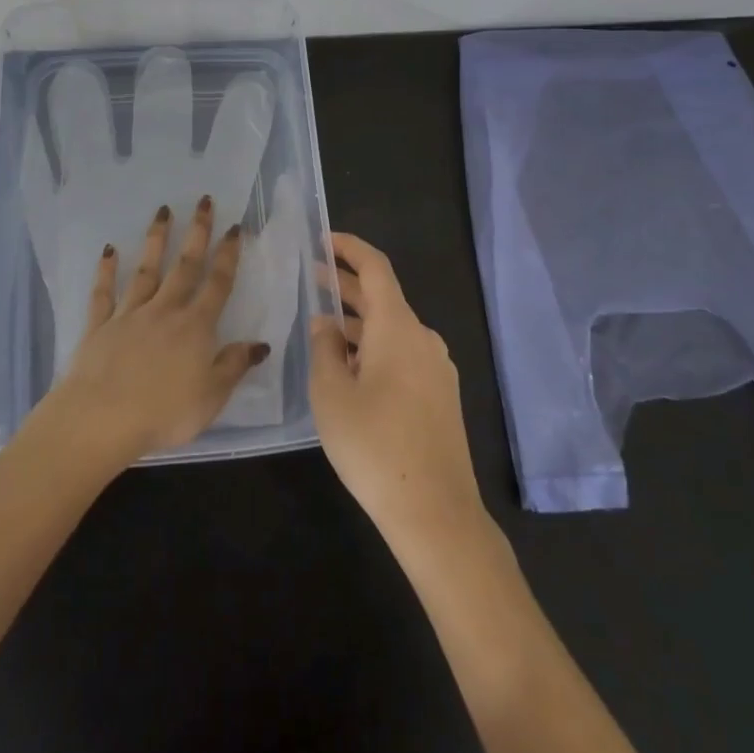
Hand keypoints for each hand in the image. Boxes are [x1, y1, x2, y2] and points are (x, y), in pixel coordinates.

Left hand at [37, 195, 270, 470]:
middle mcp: (164, 311)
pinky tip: (108, 250)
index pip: (217, 284)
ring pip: (146, 271)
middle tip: (203, 201)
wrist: (101, 418)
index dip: (228, 255)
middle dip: (197, 232)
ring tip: (162, 211)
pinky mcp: (100, 325)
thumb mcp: (211, 397)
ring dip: (155, 240)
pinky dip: (106, 271)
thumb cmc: (163, 413)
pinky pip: (104, 293)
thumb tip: (260, 343)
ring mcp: (130, 314)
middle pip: (184, 266)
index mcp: (195, 327)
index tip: (234, 227)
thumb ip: (234, 366)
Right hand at [310, 233, 486, 553]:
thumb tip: (325, 323)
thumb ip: (324, 348)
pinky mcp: (441, 396)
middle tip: (312, 278)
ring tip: (324, 328)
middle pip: (383, 298)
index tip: (323, 239)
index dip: (349, 247)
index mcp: (398, 327)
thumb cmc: (374, 445)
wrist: (435, 514)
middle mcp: (423, 338)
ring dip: (359, 322)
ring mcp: (437, 368)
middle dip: (347, 285)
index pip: (375, 268)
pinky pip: (404, 355)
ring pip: (392, 330)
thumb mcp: (331, 393)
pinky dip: (375, 348)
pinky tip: (352, 370)